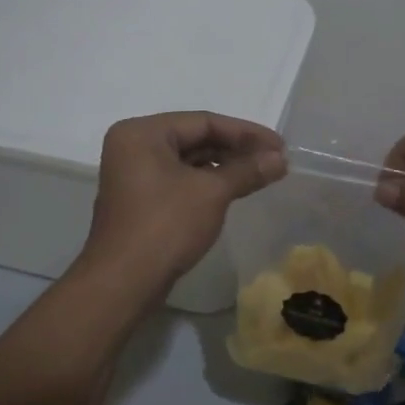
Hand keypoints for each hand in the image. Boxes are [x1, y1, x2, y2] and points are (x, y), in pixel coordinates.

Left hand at [80, 111, 285, 295]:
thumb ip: (247, 170)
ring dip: (225, 168)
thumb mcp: (212, 193)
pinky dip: (208, 183)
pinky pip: (180, 181)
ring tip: (262, 175)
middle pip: (195, 139)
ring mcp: (134, 175)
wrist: (124, 282)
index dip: (246, 133)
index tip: (280, 145)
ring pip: (189, 161)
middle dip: (237, 150)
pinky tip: (236, 190)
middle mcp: (133, 146)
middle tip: (275, 161)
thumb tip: (280, 159)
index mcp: (142, 133)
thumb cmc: (165, 225)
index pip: (203, 121)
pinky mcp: (140, 200)